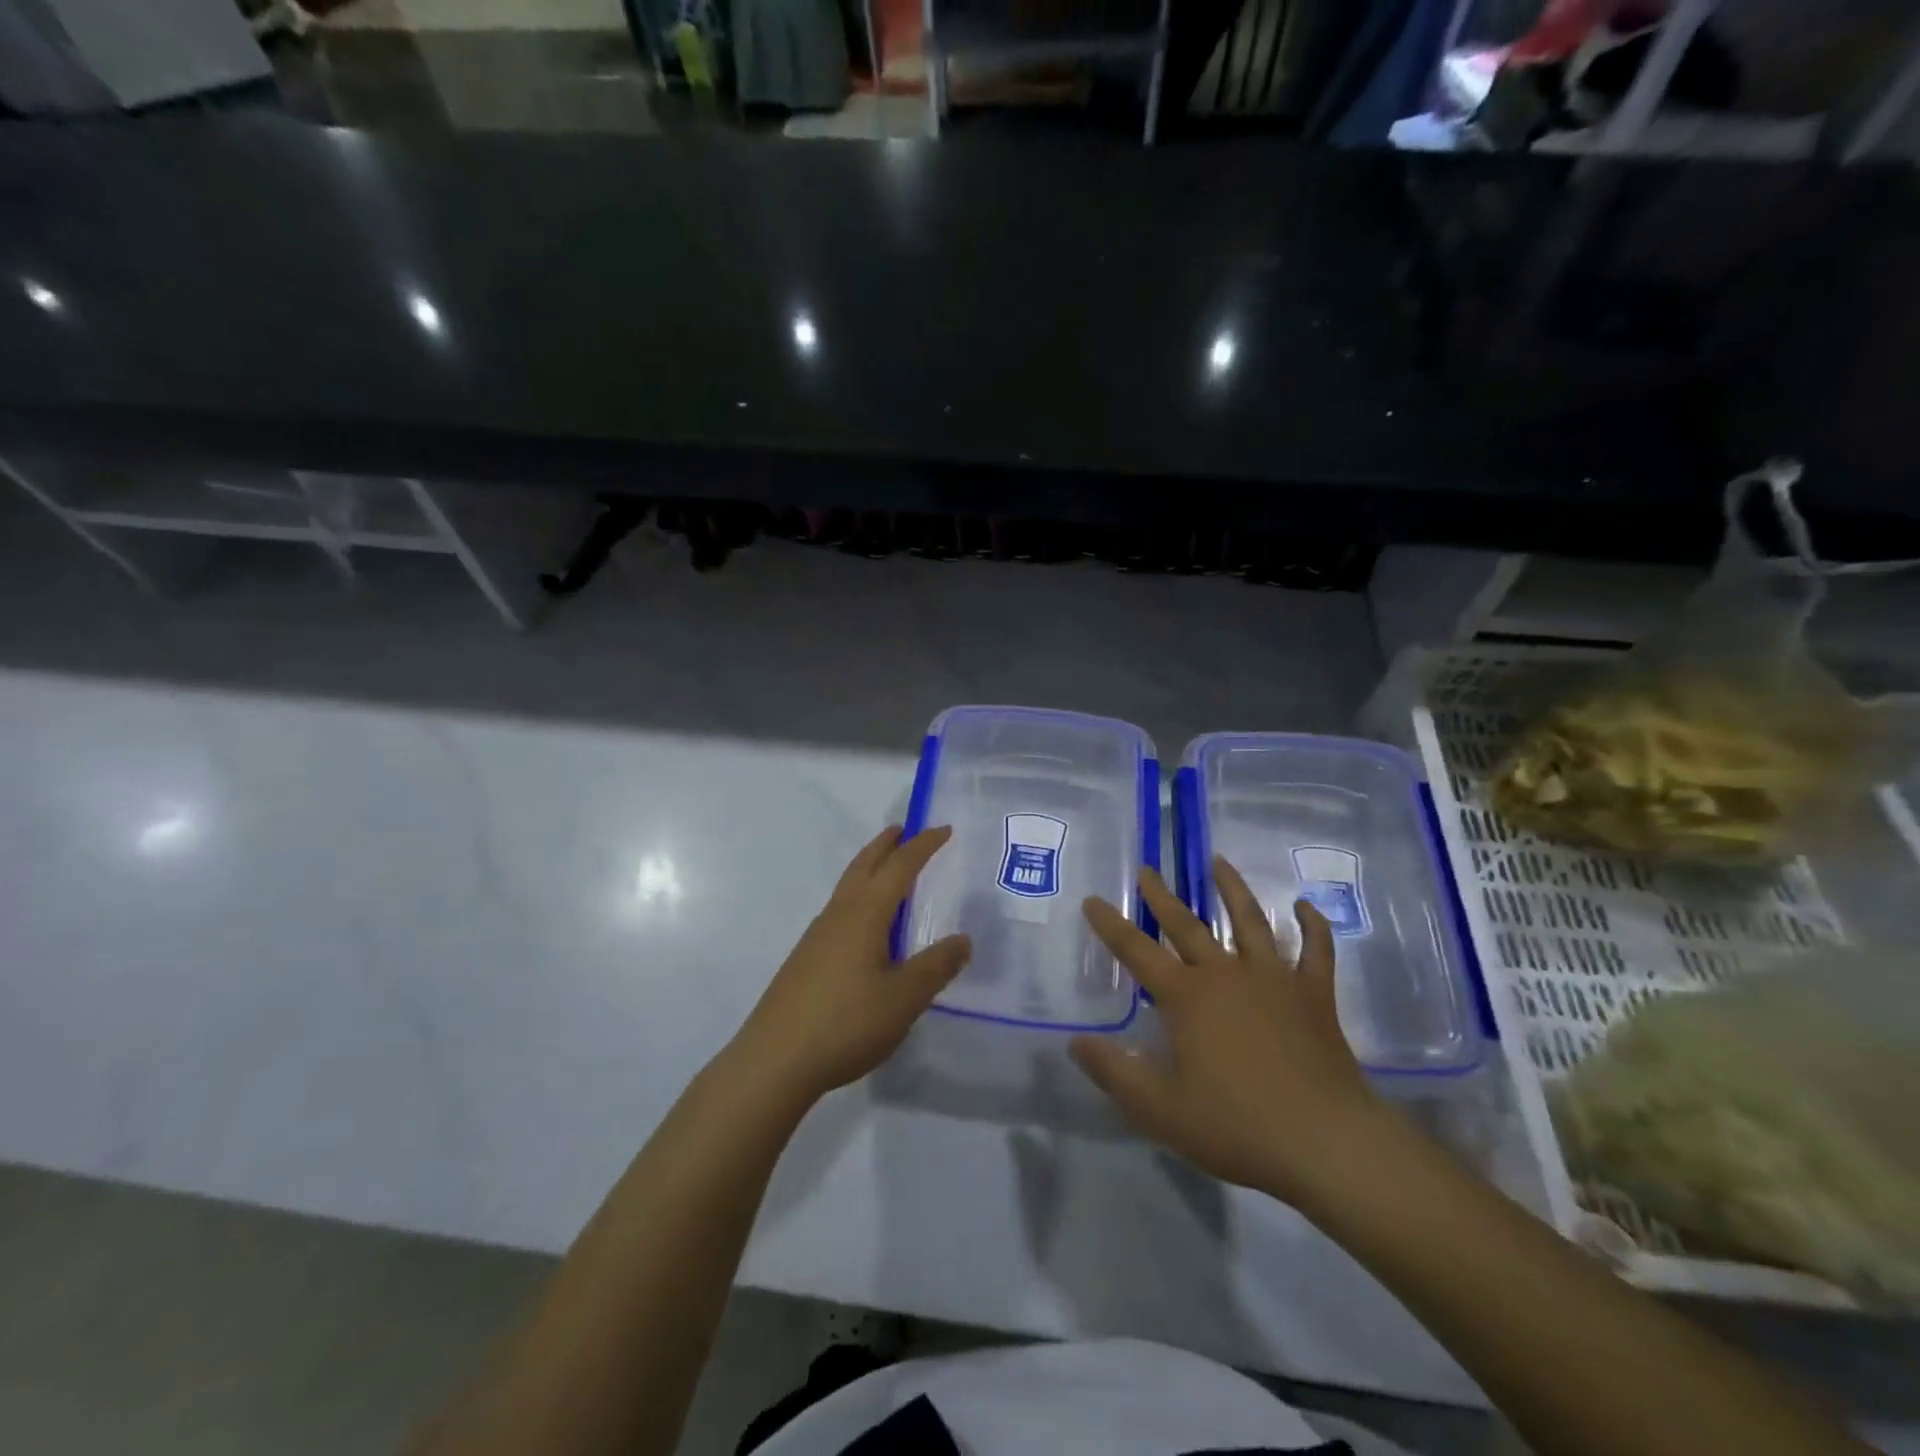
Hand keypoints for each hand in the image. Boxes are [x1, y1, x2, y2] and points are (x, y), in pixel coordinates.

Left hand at [730, 825, 970, 1107]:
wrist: (774, 1060)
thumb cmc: (846, 1023)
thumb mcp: (904, 998)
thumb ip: (936, 967)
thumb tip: (963, 939)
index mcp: (865, 914)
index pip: (899, 867)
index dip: (923, 846)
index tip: (943, 829)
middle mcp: (838, 915)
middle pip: (864, 866)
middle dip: (886, 845)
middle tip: (905, 830)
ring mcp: (817, 936)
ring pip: (847, 887)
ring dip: (869, 869)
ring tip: (888, 871)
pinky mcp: (806, 958)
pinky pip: (839, 910)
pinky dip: (858, 897)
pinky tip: (865, 926)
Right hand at [1071, 857, 1393, 1205]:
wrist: (1326, 1143)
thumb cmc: (1237, 1126)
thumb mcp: (1160, 1109)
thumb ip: (1114, 1072)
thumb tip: (1075, 1042)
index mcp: (1186, 997)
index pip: (1136, 951)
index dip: (1111, 925)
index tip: (1092, 899)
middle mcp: (1226, 974)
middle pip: (1187, 925)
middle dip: (1162, 897)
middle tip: (1147, 870)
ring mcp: (1274, 979)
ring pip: (1249, 921)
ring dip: (1232, 889)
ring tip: (1219, 861)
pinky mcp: (1313, 995)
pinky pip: (1315, 950)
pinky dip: (1313, 925)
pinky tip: (1305, 905)